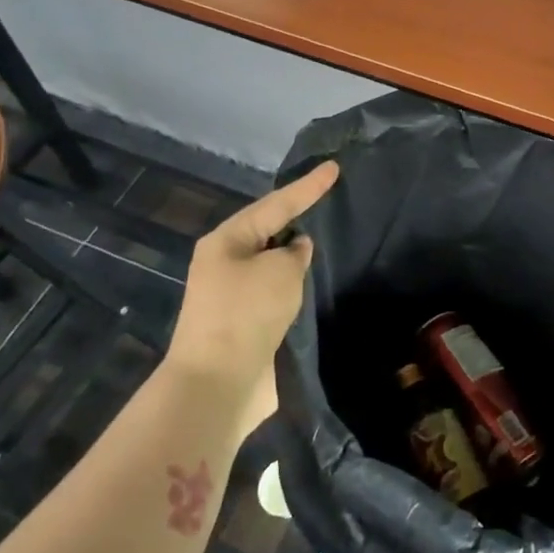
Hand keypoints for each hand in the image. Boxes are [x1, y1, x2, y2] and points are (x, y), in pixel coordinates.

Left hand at [169, 162, 339, 424]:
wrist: (219, 384)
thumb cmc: (246, 314)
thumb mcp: (280, 271)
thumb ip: (295, 253)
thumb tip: (295, 250)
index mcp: (226, 241)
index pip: (275, 204)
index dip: (308, 186)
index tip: (334, 168)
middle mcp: (227, 263)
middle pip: (269, 230)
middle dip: (299, 217)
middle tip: (331, 199)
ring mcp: (235, 296)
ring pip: (274, 264)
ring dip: (298, 255)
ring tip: (330, 237)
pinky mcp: (248, 324)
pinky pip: (278, 293)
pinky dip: (298, 285)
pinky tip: (318, 282)